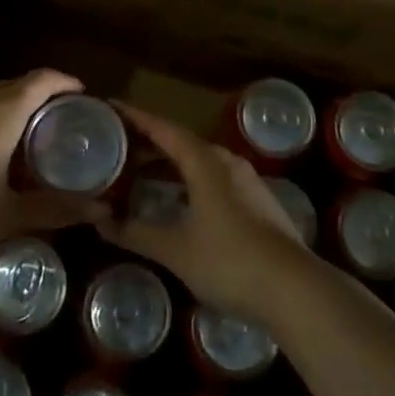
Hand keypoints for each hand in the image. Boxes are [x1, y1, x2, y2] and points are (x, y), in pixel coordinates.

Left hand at [0, 70, 107, 255]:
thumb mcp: (13, 214)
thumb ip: (58, 209)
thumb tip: (102, 212)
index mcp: (3, 113)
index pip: (40, 81)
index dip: (62, 81)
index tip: (79, 92)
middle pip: (13, 86)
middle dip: (37, 94)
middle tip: (55, 116)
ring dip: (7, 107)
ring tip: (21, 134)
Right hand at [99, 102, 310, 324]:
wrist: (295, 289)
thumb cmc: (229, 262)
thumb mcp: (175, 250)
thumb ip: (136, 232)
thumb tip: (99, 220)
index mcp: (205, 162)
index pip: (163, 129)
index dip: (135, 117)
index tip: (111, 106)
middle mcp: (226, 162)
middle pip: (182, 142)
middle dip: (150, 142)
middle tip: (118, 145)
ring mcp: (246, 181)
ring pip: (200, 162)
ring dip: (170, 164)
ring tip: (141, 172)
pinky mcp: (257, 202)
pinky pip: (214, 179)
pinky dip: (189, 181)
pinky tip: (179, 201)